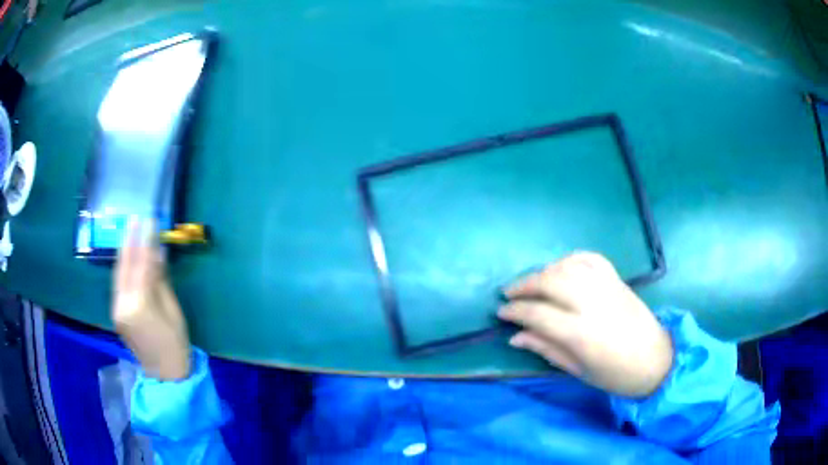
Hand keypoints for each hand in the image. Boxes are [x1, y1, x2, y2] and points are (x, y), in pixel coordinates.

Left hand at [112, 219, 190, 379]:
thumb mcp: (172, 310)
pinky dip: (122, 268)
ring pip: (118, 274)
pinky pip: (118, 284)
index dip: (145, 241)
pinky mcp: (115, 313)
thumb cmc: (175, 343)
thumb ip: (160, 280)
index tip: (149, 220)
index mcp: (139, 304)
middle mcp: (122, 304)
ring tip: (129, 231)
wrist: (165, 374)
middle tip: (134, 218)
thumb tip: (157, 253)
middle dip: (130, 241)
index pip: (141, 264)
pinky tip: (126, 257)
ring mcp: (116, 309)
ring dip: (124, 252)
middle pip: (124, 266)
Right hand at [498, 252, 672, 397]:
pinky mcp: (617, 279)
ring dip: (543, 271)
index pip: (538, 314)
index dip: (515, 311)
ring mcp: (607, 287)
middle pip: (550, 282)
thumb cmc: (615, 375)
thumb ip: (546, 349)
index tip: (501, 313)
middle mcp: (592, 304)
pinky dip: (571, 259)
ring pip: (567, 267)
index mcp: (581, 333)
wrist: (655, 359)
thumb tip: (516, 336)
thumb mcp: (578, 371)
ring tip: (530, 282)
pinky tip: (560, 267)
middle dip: (524, 285)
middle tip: (508, 293)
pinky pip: (590, 258)